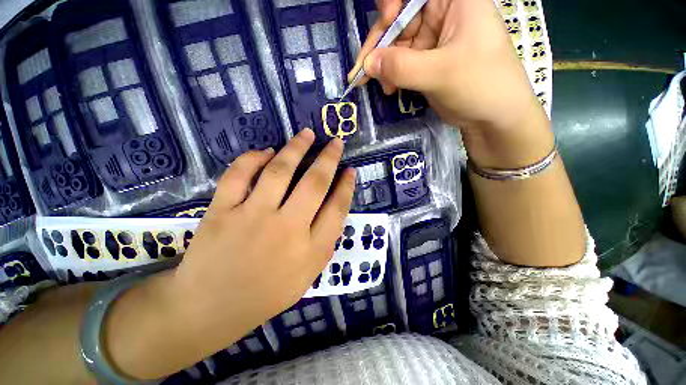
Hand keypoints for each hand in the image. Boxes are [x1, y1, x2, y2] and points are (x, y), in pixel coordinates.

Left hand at [176, 129, 354, 329]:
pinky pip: (239, 175)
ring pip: (280, 171)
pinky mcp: (221, 211)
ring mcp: (251, 217)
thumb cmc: (267, 293)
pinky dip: (253, 158)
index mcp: (310, 250)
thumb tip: (335, 205)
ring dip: (296, 148)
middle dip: (329, 159)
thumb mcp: (308, 274)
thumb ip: (325, 241)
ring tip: (307, 134)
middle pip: (314, 184)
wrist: (211, 307)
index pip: (337, 208)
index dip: (346, 186)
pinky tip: (266, 151)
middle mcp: (286, 229)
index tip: (350, 170)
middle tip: (335, 142)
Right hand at [351, 0, 552, 167]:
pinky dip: (391, 76)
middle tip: (365, 71)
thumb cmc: (480, 85)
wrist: (493, 117)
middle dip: (381, 45)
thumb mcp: (440, 72)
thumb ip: (401, 66)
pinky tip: (390, 89)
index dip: (393, 3)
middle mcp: (442, 15)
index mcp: (455, 1)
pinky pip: (401, 63)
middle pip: (400, 19)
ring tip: (383, 87)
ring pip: (397, 44)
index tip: (385, 22)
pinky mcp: (427, 62)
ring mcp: (433, 40)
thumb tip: (368, 64)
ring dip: (384, 66)